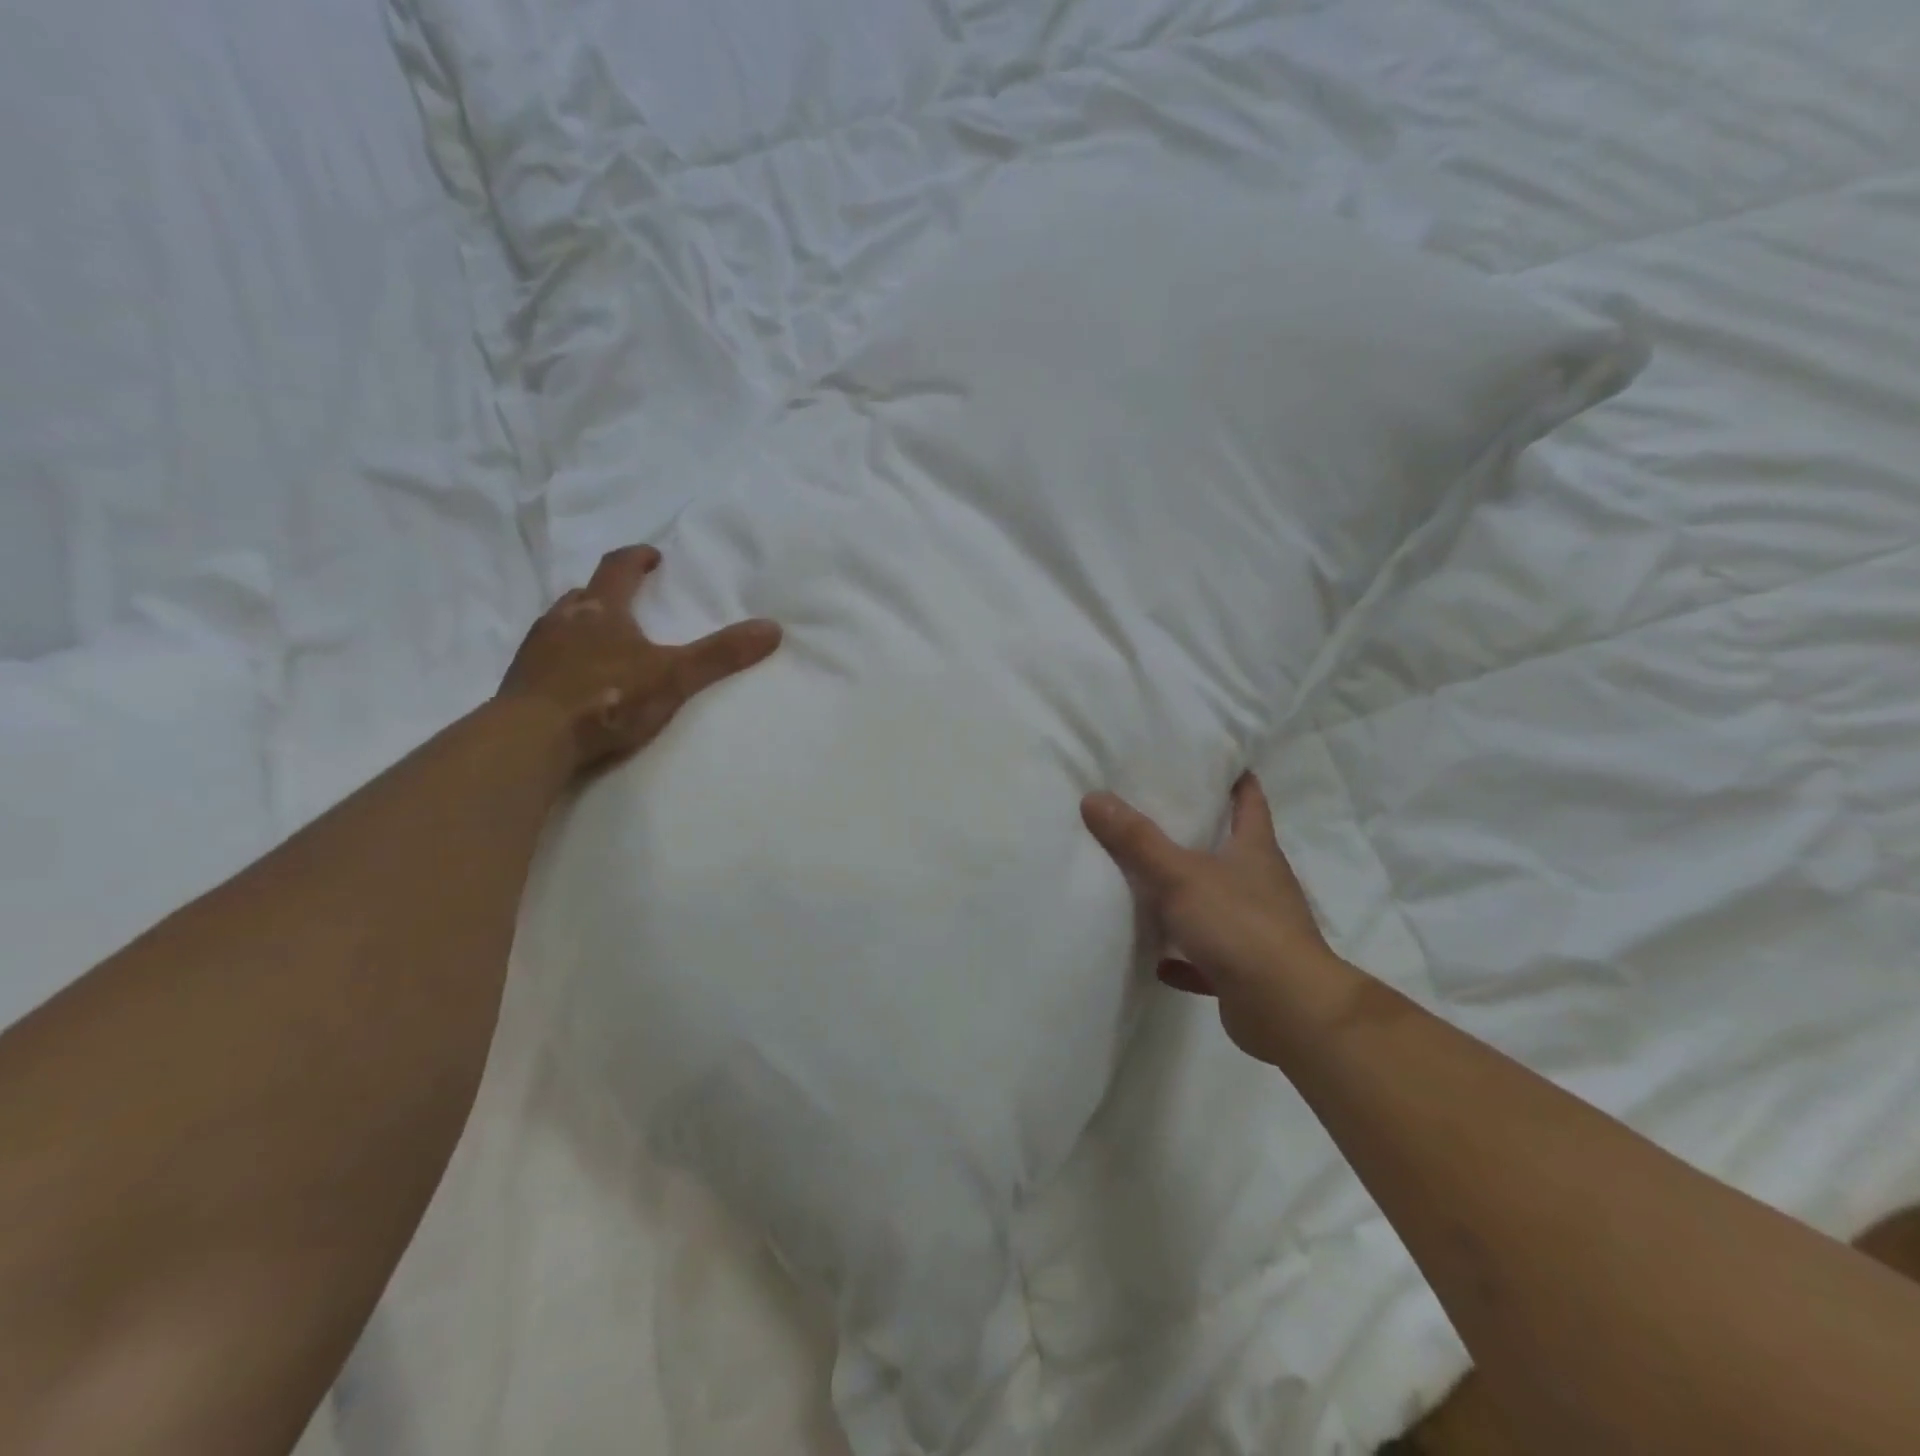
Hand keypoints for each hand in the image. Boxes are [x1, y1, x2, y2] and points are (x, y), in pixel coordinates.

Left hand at [497, 544, 781, 777]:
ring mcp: (536, 650)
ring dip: (583, 625)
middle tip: (628, 602)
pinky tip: (577, 681)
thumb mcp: (674, 677)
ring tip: (603, 642)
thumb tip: (772, 628)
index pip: (617, 568)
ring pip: (562, 624)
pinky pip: (546, 658)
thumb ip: (720, 655)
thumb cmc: (606, 698)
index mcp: (600, 610)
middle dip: (608, 593)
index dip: (637, 559)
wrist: (531, 740)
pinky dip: (565, 659)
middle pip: (585, 594)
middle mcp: (563, 619)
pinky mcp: (521, 682)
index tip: (653, 557)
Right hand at [1082, 773, 1332, 1058]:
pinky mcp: (1245, 969)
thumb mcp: (1180, 875)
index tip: (1211, 759)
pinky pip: (1207, 956)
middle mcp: (1261, 884)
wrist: (1286, 1008)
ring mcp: (1256, 929)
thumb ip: (1137, 840)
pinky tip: (1158, 960)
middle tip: (1155, 814)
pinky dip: (1185, 957)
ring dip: (1188, 898)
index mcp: (1255, 851)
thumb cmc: (1239, 925)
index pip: (1250, 801)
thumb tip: (1094, 797)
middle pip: (1231, 849)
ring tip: (1147, 883)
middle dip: (1200, 833)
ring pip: (1217, 903)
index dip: (1235, 778)